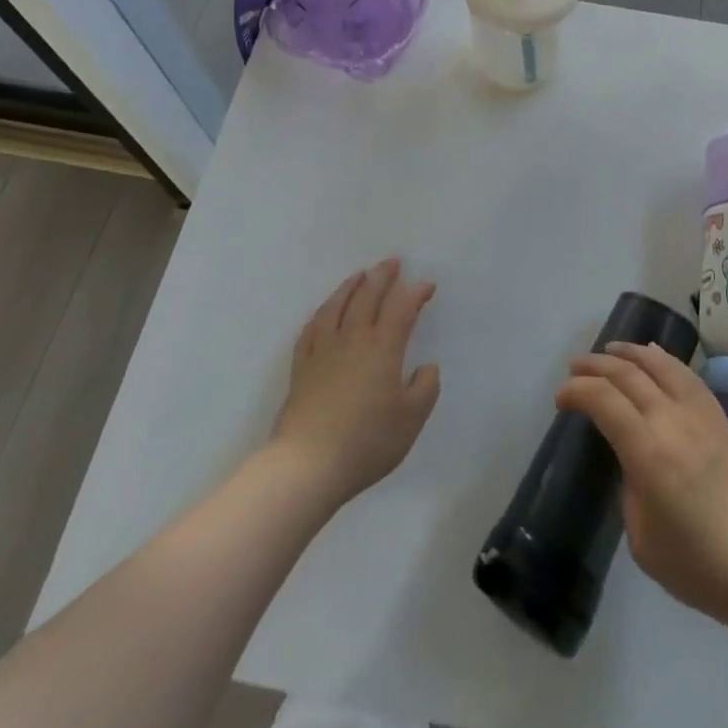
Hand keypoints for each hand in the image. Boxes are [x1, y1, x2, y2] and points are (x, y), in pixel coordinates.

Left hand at [270, 258, 439, 508]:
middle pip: (367, 296)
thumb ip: (425, 388)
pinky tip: (324, 312)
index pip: (402, 308)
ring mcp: (323, 350)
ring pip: (337, 306)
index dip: (415, 293)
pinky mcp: (301, 367)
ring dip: (351, 286)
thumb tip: (425, 367)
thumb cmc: (366, 441)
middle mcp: (353, 339)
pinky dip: (321, 314)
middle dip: (382, 276)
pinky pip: (311, 329)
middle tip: (392, 262)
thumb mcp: (411, 420)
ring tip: (359, 275)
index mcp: (383, 347)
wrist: (307, 465)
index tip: (427, 286)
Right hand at [556, 342, 727, 636]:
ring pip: (660, 365)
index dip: (576, 392)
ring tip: (610, 349)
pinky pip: (687, 376)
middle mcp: (673, 421)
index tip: (561, 399)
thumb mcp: (645, 542)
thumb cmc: (704, 569)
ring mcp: (702, 416)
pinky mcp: (723, 420)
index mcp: (648, 452)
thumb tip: (635, 467)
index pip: (603, 401)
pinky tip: (655, 357)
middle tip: (575, 367)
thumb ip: (631, 493)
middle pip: (628, 374)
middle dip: (596, 365)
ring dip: (629, 353)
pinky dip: (664, 360)